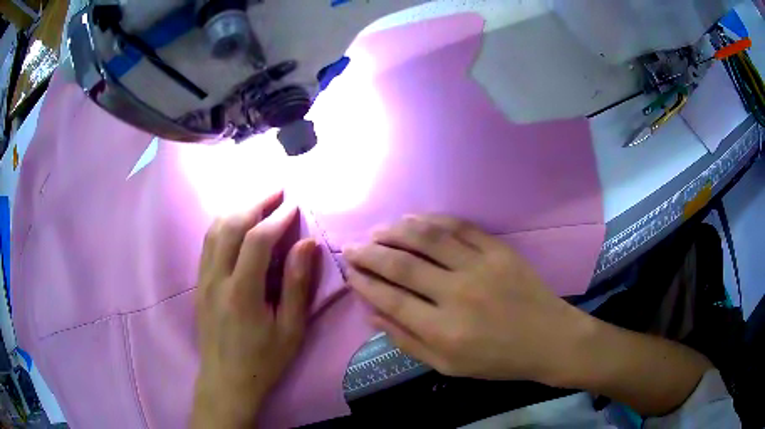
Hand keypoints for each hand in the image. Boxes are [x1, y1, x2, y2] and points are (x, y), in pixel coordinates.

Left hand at [192, 191, 317, 427]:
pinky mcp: (199, 284)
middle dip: (255, 203)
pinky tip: (236, 222)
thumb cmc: (263, 360)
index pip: (257, 240)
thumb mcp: (291, 330)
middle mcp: (217, 279)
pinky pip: (207, 243)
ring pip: (214, 230)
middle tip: (277, 191)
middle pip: (230, 226)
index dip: (277, 218)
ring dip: (237, 209)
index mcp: (242, 293)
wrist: (226, 381)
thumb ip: (297, 286)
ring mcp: (203, 280)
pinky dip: (223, 224)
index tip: (294, 205)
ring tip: (258, 201)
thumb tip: (307, 244)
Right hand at [343, 215, 586, 384]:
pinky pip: (459, 227)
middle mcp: (458, 295)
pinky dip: (431, 220)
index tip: (350, 272)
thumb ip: (407, 342)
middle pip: (402, 265)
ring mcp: (480, 267)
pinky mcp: (498, 250)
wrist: (549, 339)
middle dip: (369, 253)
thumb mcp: (448, 366)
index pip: (390, 299)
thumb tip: (372, 315)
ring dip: (395, 231)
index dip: (364, 283)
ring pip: (427, 239)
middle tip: (352, 247)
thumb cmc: (497, 360)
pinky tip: (414, 220)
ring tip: (377, 230)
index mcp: (443, 331)